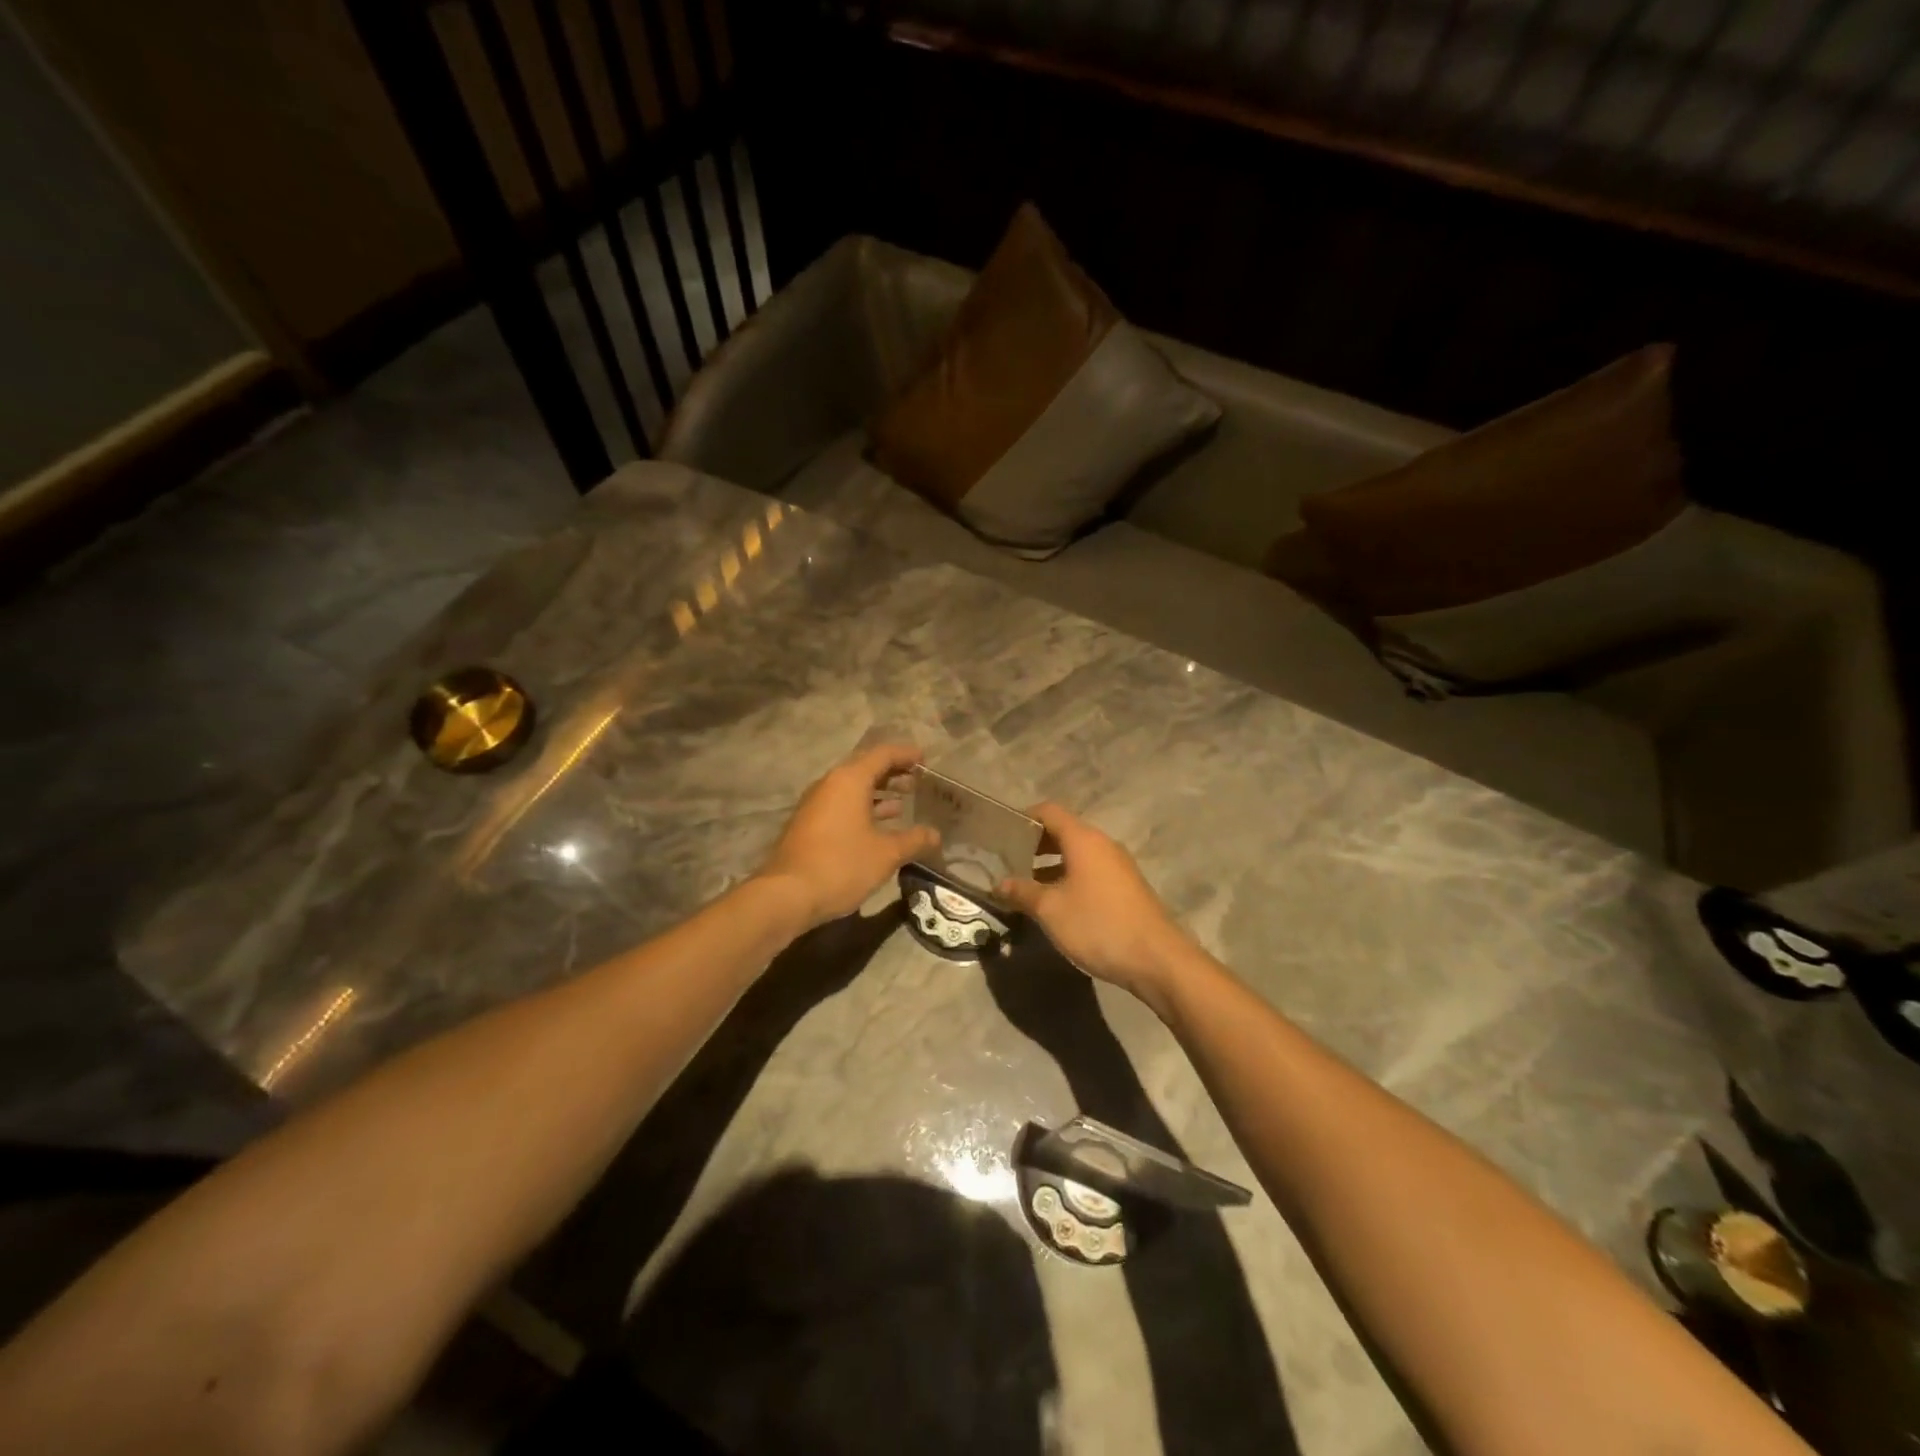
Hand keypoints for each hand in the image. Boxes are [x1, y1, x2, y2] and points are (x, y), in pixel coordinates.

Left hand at [757, 743, 939, 930]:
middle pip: (866, 768)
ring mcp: (816, 804)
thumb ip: (914, 840)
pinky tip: (878, 826)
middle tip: (918, 782)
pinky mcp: (809, 824)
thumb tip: (935, 835)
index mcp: (850, 780)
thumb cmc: (842, 865)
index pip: (883, 754)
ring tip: (903, 802)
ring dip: (878, 792)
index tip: (926, 760)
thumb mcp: (886, 854)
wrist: (787, 895)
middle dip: (893, 773)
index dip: (906, 754)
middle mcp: (830, 784)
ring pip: (852, 788)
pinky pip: (841, 805)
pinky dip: (863, 808)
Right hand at [998, 802, 1191, 1004]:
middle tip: (1007, 861)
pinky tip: (1055, 902)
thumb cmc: (1098, 925)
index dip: (1023, 817)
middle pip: (1063, 831)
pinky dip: (1069, 877)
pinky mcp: (1126, 887)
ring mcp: (1117, 866)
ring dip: (1050, 864)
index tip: (1001, 833)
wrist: (1157, 958)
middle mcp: (1102, 844)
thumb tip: (999, 883)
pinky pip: (1090, 871)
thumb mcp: (1051, 910)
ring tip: (1025, 885)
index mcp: (1083, 839)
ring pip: (1077, 854)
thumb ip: (1022, 892)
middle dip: (1034, 844)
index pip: (1049, 811)